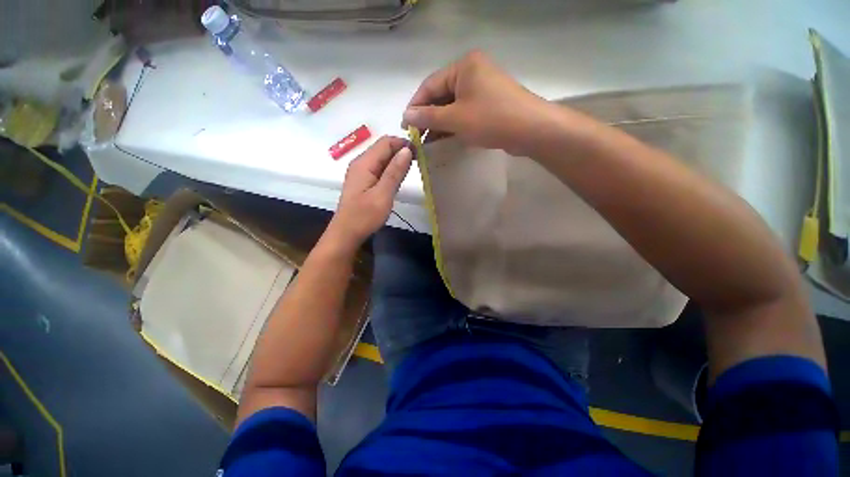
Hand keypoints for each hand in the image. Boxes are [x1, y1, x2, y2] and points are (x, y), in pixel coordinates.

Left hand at [326, 136, 412, 251]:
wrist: (346, 234)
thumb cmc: (364, 216)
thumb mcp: (383, 195)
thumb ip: (395, 172)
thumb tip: (407, 150)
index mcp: (364, 163)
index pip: (385, 142)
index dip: (403, 143)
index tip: (420, 153)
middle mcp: (360, 163)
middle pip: (383, 148)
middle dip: (401, 151)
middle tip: (420, 162)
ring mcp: (360, 173)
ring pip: (382, 159)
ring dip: (397, 161)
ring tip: (412, 170)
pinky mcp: (363, 182)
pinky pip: (379, 169)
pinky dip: (390, 171)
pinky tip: (398, 179)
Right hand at [402, 50, 552, 156]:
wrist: (530, 130)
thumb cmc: (491, 119)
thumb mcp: (455, 118)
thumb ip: (429, 116)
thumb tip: (406, 116)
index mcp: (463, 66)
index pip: (430, 85)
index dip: (415, 106)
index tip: (405, 125)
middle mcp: (473, 72)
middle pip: (442, 95)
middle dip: (428, 117)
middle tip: (417, 136)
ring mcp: (483, 89)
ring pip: (453, 106)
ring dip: (440, 124)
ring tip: (428, 141)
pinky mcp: (489, 104)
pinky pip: (465, 113)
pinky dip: (454, 126)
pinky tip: (445, 139)